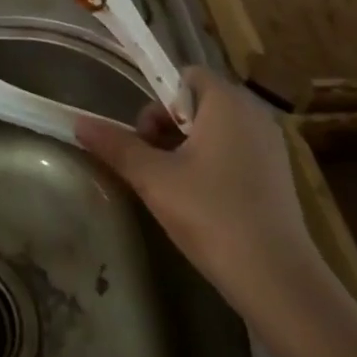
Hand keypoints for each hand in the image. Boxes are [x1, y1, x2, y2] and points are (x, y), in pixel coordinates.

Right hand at [75, 66, 320, 317]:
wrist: (277, 281)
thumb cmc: (212, 214)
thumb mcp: (153, 178)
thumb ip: (116, 145)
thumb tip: (78, 123)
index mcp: (227, 103)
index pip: (185, 76)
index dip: (158, 100)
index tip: (147, 137)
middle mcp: (254, 115)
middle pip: (198, 102)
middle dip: (168, 126)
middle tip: (153, 163)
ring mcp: (271, 147)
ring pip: (216, 130)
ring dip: (187, 147)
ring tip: (172, 185)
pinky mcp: (278, 176)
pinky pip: (235, 152)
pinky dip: (213, 165)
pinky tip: (201, 201)